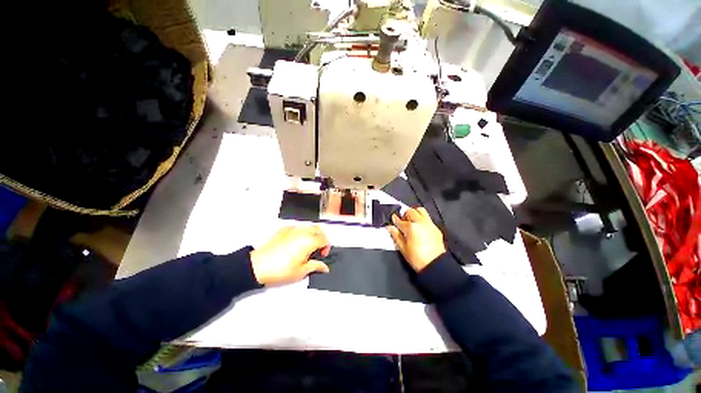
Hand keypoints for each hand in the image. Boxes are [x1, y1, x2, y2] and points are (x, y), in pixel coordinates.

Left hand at [250, 226, 330, 285]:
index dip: (326, 247)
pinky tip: (296, 242)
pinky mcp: (283, 229)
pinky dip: (301, 232)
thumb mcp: (301, 272)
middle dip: (321, 238)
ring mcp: (292, 229)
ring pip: (309, 226)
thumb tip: (324, 267)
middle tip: (317, 250)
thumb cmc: (280, 270)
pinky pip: (297, 227)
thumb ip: (316, 266)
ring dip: (313, 233)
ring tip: (308, 245)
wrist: (257, 267)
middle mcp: (302, 232)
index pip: (325, 239)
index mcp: (309, 241)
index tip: (322, 255)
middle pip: (319, 230)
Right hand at [387, 207, 445, 271]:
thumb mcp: (402, 248)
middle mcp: (420, 222)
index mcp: (410, 227)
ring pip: (420, 210)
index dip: (395, 219)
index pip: (399, 220)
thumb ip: (395, 235)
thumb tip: (390, 227)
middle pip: (410, 211)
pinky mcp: (435, 227)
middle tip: (402, 221)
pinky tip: (420, 227)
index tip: (393, 219)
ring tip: (412, 220)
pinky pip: (427, 218)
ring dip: (414, 213)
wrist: (435, 264)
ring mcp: (429, 223)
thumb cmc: (417, 258)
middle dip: (404, 215)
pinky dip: (422, 218)